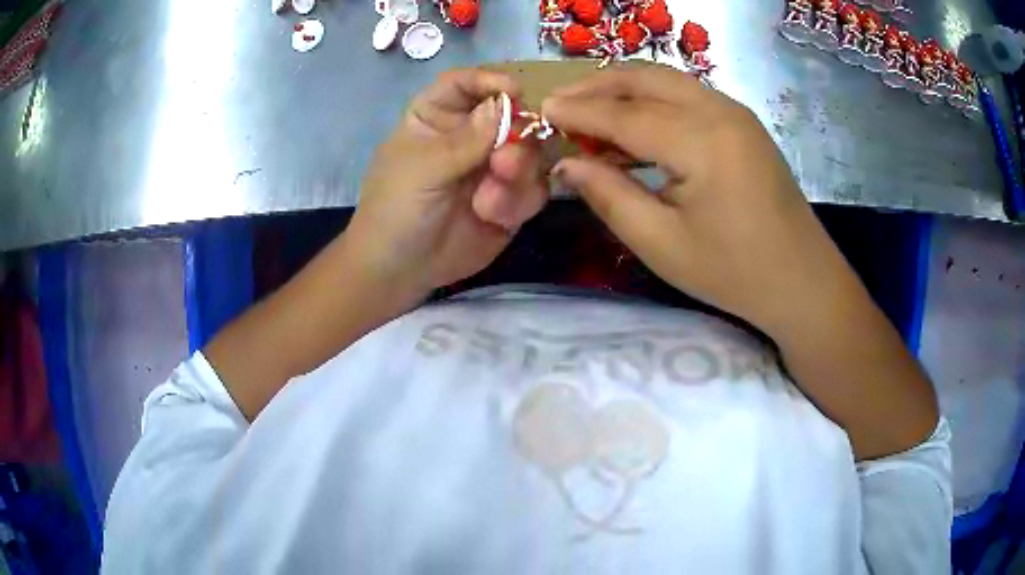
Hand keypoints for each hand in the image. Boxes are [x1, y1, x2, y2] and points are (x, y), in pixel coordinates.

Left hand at [345, 69, 547, 301]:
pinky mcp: (511, 199)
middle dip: (515, 137)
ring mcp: (493, 167)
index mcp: (437, 117)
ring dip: (519, 173)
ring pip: (531, 152)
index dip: (489, 81)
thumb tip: (506, 103)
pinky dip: (519, 202)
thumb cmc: (395, 210)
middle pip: (511, 114)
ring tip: (489, 201)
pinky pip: (534, 188)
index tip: (513, 91)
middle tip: (503, 164)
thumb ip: (466, 139)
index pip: (465, 84)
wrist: (400, 270)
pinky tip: (493, 217)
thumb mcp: (422, 170)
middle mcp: (470, 135)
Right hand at [543, 66, 937, 459]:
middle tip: (561, 103)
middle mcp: (720, 110)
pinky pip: (687, 95)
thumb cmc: (734, 273)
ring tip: (589, 109)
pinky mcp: (743, 122)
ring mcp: (736, 112)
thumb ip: (608, 196)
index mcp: (701, 141)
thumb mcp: (661, 244)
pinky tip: (634, 123)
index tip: (540, 109)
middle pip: (645, 78)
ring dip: (624, 88)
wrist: (802, 281)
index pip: (624, 114)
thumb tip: (567, 164)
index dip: (578, 111)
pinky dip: (652, 100)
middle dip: (597, 85)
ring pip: (667, 80)